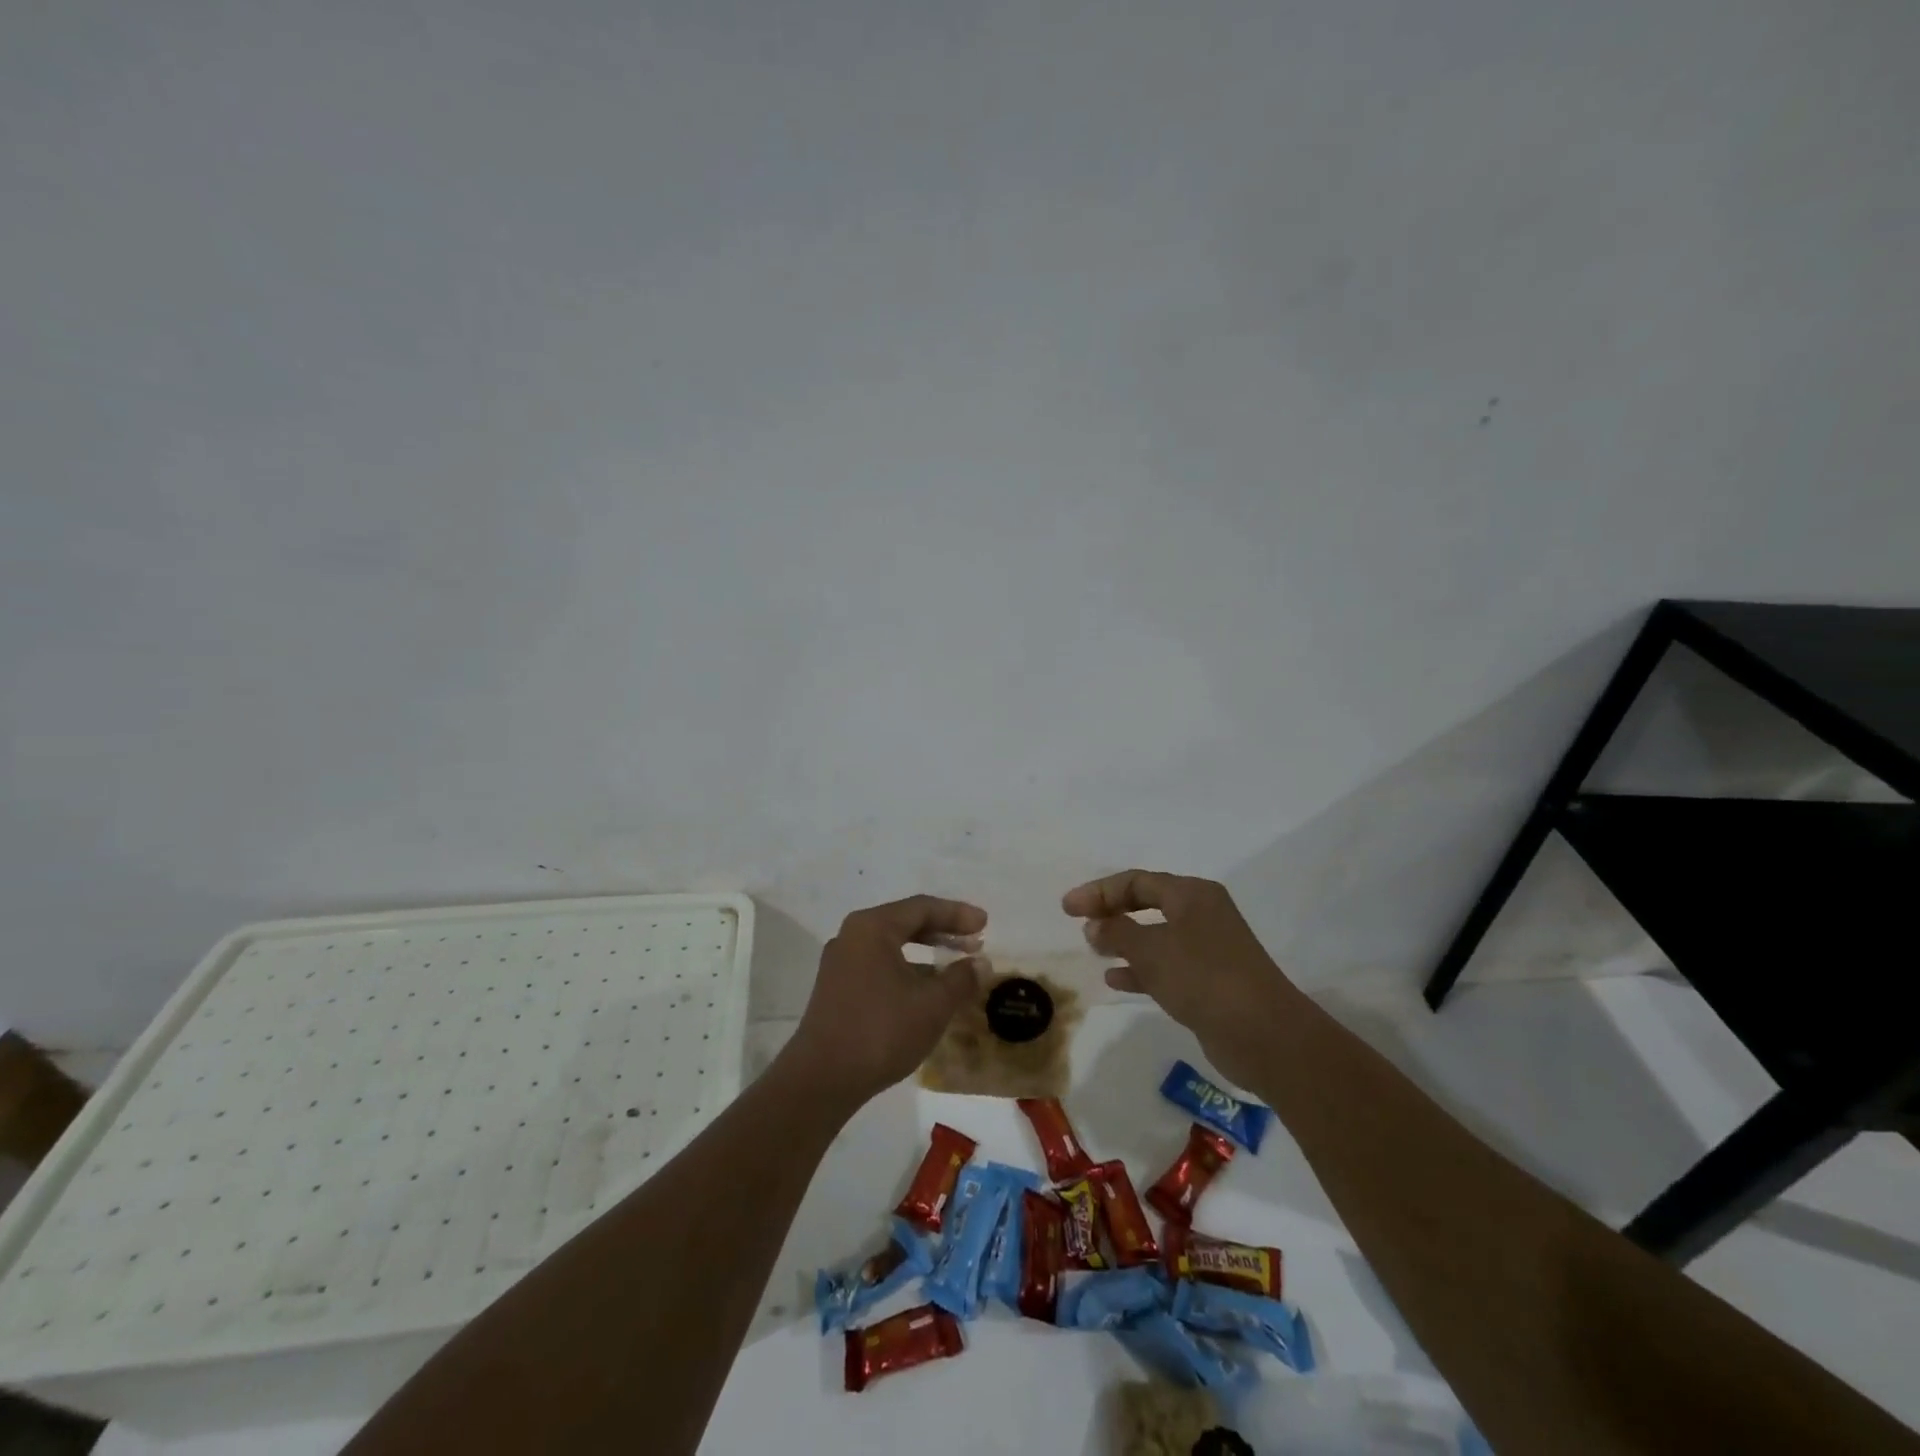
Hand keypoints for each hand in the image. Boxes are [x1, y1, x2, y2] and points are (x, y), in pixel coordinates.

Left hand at [783, 895, 986, 1106]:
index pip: (922, 908)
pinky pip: (879, 964)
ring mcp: (840, 962)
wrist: (822, 1079)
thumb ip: (961, 978)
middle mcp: (852, 936)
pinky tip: (926, 990)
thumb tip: (980, 964)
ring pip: (892, 945)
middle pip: (905, 922)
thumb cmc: (881, 1031)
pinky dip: (907, 969)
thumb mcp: (932, 1005)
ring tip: (955, 966)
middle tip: (974, 941)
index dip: (957, 914)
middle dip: (943, 931)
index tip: (985, 924)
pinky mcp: (836, 988)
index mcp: (873, 927)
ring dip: (926, 952)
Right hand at [1064, 870, 1298, 1086]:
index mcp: (1192, 894)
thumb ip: (1117, 933)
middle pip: (1148, 903)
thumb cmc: (1203, 978)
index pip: (1137, 881)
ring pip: (1156, 936)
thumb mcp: (1151, 950)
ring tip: (1094, 950)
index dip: (1099, 891)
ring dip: (1124, 941)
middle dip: (1112, 911)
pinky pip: (1167, 966)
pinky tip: (1116, 980)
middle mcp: (1202, 914)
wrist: (1264, 1035)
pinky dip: (1141, 969)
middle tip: (1080, 922)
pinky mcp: (1211, 981)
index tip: (1067, 908)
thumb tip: (1094, 926)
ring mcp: (1209, 948)